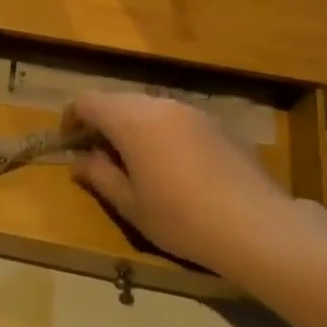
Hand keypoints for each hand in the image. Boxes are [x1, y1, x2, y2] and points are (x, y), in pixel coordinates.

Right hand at [67, 93, 295, 279]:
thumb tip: (79, 161)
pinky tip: (174, 167)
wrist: (257, 226)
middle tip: (99, 156)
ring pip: (148, 108)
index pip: (87, 101)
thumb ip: (100, 176)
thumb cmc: (182, 218)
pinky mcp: (216, 123)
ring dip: (133, 126)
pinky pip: (175, 118)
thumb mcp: (131, 205)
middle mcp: (158, 104)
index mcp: (130, 120)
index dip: (72, 118)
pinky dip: (162, 132)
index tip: (69, 143)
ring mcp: (191, 110)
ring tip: (137, 162)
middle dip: (102, 122)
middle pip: (118, 100)